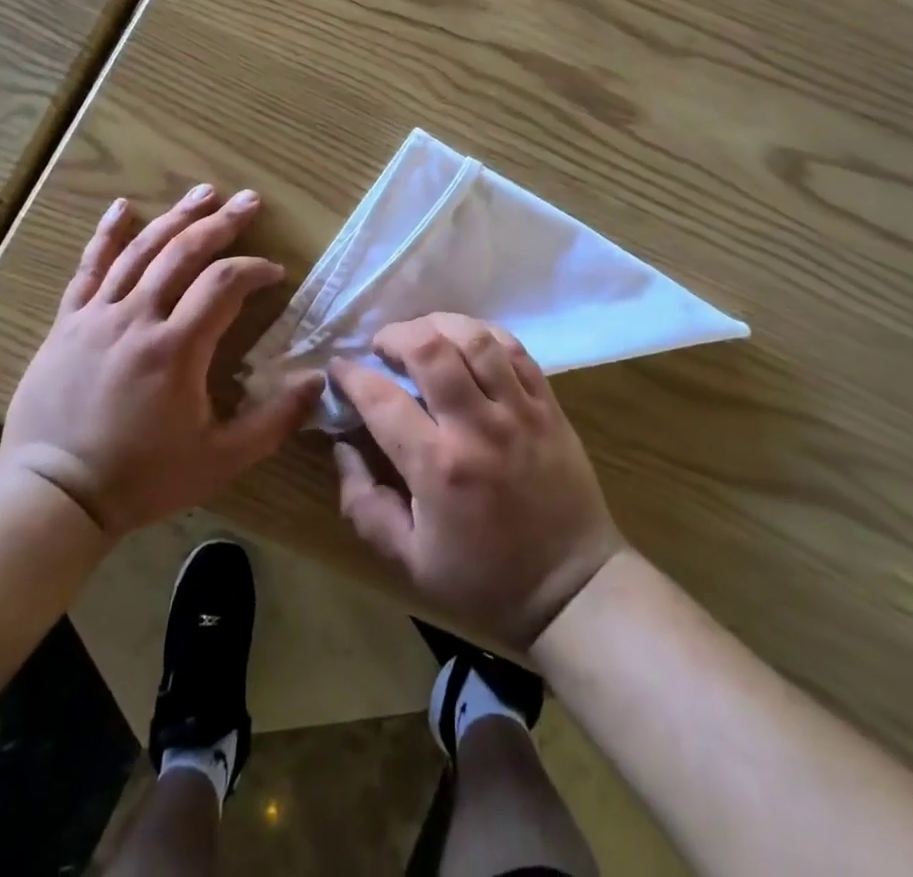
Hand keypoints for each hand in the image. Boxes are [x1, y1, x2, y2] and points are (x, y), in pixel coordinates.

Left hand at [0, 185, 323, 536]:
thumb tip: (318, 383)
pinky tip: (123, 207)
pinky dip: (107, 234)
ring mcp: (97, 316)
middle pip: (184, 252)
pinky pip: (88, 267)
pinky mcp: (68, 322)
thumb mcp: (220, 459)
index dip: (255, 270)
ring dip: (176, 217)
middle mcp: (137, 318)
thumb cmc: (142, 478)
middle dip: (222, 223)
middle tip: (249, 201)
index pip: (224, 284)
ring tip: (204, 191)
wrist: (54, 495)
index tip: (276, 273)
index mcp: (176, 348)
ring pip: (141, 251)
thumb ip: (274, 421)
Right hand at [331, 313, 624, 648]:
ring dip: (439, 325)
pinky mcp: (549, 405)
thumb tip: (342, 447)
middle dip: (396, 336)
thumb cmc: (485, 577)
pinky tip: (467, 341)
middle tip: (383, 347)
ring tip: (423, 336)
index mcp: (438, 467)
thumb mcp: (409, 560)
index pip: (382, 399)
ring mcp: (519, 411)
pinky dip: (484, 335)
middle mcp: (477, 427)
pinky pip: (515, 349)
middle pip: (430, 349)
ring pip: (475, 339)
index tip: (339, 369)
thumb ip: (365, 505)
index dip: (352, 375)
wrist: (573, 587)